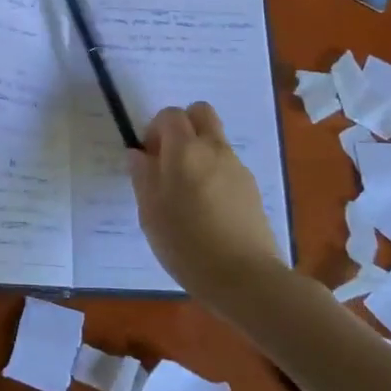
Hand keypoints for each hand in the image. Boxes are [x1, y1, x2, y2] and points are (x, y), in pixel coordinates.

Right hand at [128, 102, 280, 296]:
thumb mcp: (151, 213)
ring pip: (215, 140)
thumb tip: (138, 154)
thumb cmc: (187, 244)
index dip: (155, 129)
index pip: (170, 114)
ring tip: (187, 192)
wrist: (246, 278)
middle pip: (201, 113)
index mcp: (185, 150)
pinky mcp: (252, 189)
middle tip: (169, 159)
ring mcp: (237, 168)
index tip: (148, 157)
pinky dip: (214, 173)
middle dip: (183, 126)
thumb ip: (143, 177)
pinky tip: (208, 210)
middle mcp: (214, 149)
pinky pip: (228, 166)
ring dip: (199, 151)